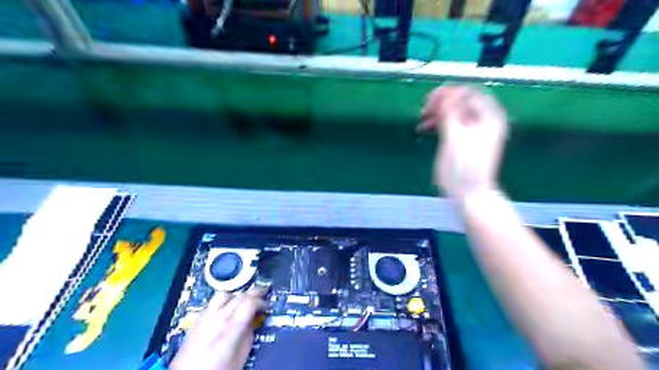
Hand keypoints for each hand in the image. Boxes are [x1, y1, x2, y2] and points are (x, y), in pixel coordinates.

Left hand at [169, 287, 267, 369]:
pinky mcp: (196, 321)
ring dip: (236, 294)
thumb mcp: (239, 359)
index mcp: (230, 329)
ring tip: (243, 298)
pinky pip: (212, 303)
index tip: (267, 306)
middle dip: (253, 293)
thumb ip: (247, 338)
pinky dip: (223, 301)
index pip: (249, 303)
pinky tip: (226, 307)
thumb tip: (252, 324)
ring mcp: (205, 318)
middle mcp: (217, 319)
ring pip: (224, 294)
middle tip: (263, 293)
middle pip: (239, 296)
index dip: (261, 301)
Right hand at [420, 86, 505, 202]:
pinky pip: (450, 124)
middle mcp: (483, 120)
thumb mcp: (455, 136)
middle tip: (424, 109)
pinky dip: (438, 123)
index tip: (430, 101)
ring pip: (453, 112)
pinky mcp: (463, 140)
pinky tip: (425, 128)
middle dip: (441, 103)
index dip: (449, 93)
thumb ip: (449, 113)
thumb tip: (444, 93)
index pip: (468, 92)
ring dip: (437, 113)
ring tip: (422, 120)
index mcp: (488, 116)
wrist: (469, 194)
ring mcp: (473, 131)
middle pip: (460, 101)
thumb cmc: (464, 166)